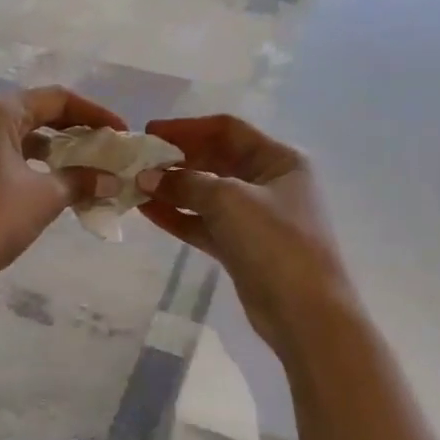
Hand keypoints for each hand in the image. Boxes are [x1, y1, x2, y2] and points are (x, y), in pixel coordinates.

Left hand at [0, 86, 126, 290]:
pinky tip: (57, 182)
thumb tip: (111, 180)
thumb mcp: (45, 196)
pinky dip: (36, 164)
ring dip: (57, 149)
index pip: (57, 99)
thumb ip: (82, 180)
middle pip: (39, 113)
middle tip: (108, 148)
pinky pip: (9, 155)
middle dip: (77, 129)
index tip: (122, 133)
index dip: (95, 113)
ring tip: (89, 166)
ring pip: (24, 135)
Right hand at [136, 114, 356, 354]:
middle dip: (177, 161)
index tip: (149, 133)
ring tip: (134, 187)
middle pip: (215, 160)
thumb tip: (147, 178)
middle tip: (137, 163)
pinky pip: (204, 223)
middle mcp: (269, 182)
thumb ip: (185, 184)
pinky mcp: (241, 247)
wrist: (305, 311)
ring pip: (207, 194)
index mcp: (279, 160)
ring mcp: (255, 217)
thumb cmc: (275, 242)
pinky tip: (147, 211)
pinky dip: (178, 216)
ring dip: (173, 189)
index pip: (227, 130)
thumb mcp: (229, 200)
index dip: (187, 128)